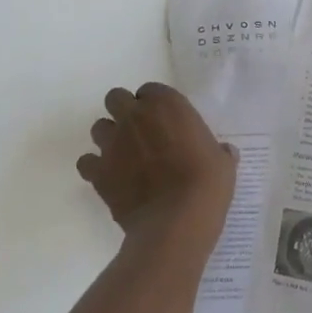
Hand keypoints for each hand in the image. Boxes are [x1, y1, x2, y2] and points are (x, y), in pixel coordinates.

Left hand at [78, 83, 237, 253]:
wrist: (176, 222)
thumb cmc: (207, 185)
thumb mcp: (223, 164)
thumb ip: (219, 152)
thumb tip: (225, 152)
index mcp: (166, 105)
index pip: (151, 90)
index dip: (155, 105)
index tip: (164, 122)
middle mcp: (134, 116)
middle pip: (116, 98)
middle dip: (124, 112)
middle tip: (139, 133)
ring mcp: (112, 143)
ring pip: (98, 127)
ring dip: (109, 138)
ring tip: (124, 157)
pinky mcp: (98, 172)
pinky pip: (87, 162)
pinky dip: (95, 168)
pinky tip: (110, 180)